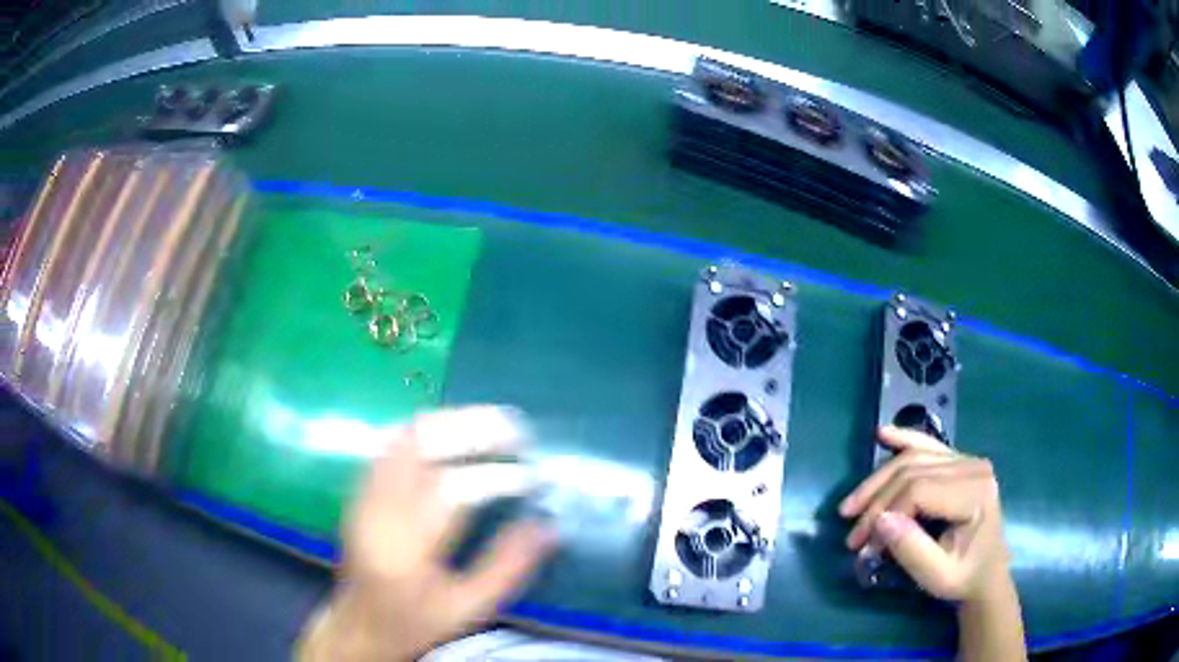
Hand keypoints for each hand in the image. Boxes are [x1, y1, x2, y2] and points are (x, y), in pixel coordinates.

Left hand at [298, 406, 556, 661]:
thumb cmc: (416, 621)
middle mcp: (378, 509)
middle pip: (418, 445)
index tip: (532, 477)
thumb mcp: (469, 608)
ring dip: (451, 422)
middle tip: (516, 430)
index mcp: (405, 548)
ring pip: (403, 436)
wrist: (359, 624)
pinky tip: (455, 434)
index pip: (449, 492)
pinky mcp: (360, 488)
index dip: (495, 477)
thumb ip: (508, 568)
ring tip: (493, 424)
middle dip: (471, 428)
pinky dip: (428, 431)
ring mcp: (364, 493)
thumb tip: (548, 526)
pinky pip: (392, 442)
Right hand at [838, 426, 1009, 601]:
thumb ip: (911, 549)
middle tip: (852, 536)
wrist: (987, 574)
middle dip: (876, 502)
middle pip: (912, 471)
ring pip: (913, 458)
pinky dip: (903, 440)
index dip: (886, 513)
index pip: (919, 489)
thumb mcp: (937, 576)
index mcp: (974, 493)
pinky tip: (882, 435)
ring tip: (850, 507)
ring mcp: (967, 460)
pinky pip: (927, 446)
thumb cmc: (963, 577)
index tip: (864, 546)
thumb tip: (879, 521)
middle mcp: (973, 467)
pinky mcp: (959, 462)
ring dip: (878, 481)